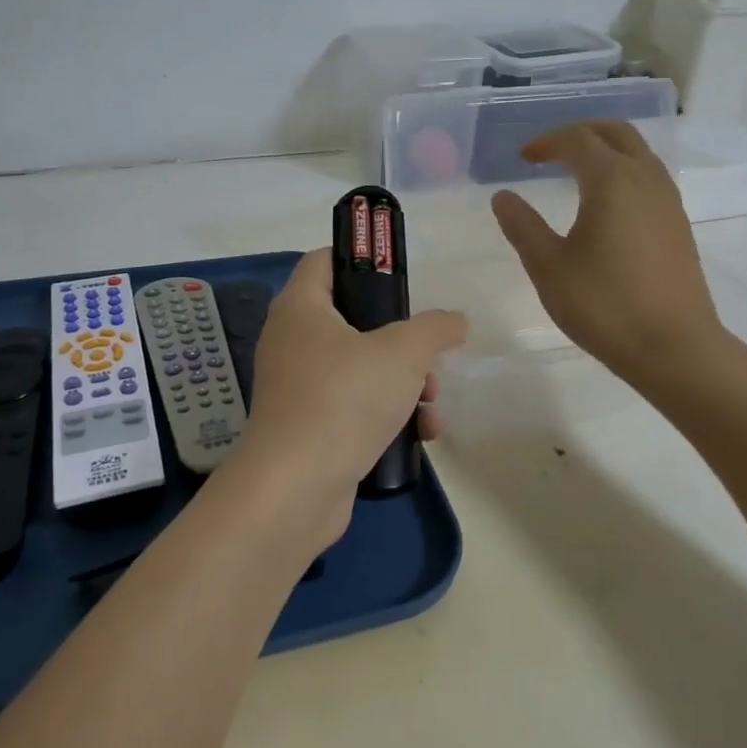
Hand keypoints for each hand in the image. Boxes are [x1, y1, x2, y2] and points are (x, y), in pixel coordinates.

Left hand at [226, 249, 466, 548]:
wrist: (295, 489)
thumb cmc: (344, 399)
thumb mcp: (403, 353)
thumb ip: (435, 328)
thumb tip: (455, 321)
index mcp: (301, 307)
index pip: (325, 259)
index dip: (361, 258)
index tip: (400, 276)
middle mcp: (291, 340)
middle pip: (353, 318)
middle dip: (401, 339)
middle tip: (428, 356)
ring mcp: (296, 386)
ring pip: (359, 366)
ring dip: (402, 382)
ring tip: (432, 404)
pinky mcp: (307, 426)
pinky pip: (352, 405)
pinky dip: (385, 413)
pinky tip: (421, 435)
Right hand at [490, 121, 731, 393]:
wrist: (675, 348)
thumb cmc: (605, 305)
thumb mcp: (548, 267)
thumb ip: (522, 226)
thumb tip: (503, 196)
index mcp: (611, 180)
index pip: (577, 140)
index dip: (546, 142)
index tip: (523, 158)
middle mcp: (645, 178)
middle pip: (615, 133)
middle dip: (580, 132)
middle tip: (551, 150)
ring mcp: (668, 201)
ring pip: (638, 152)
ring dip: (606, 149)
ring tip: (576, 170)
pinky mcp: (679, 224)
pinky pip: (650, 176)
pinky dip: (623, 171)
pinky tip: (607, 203)